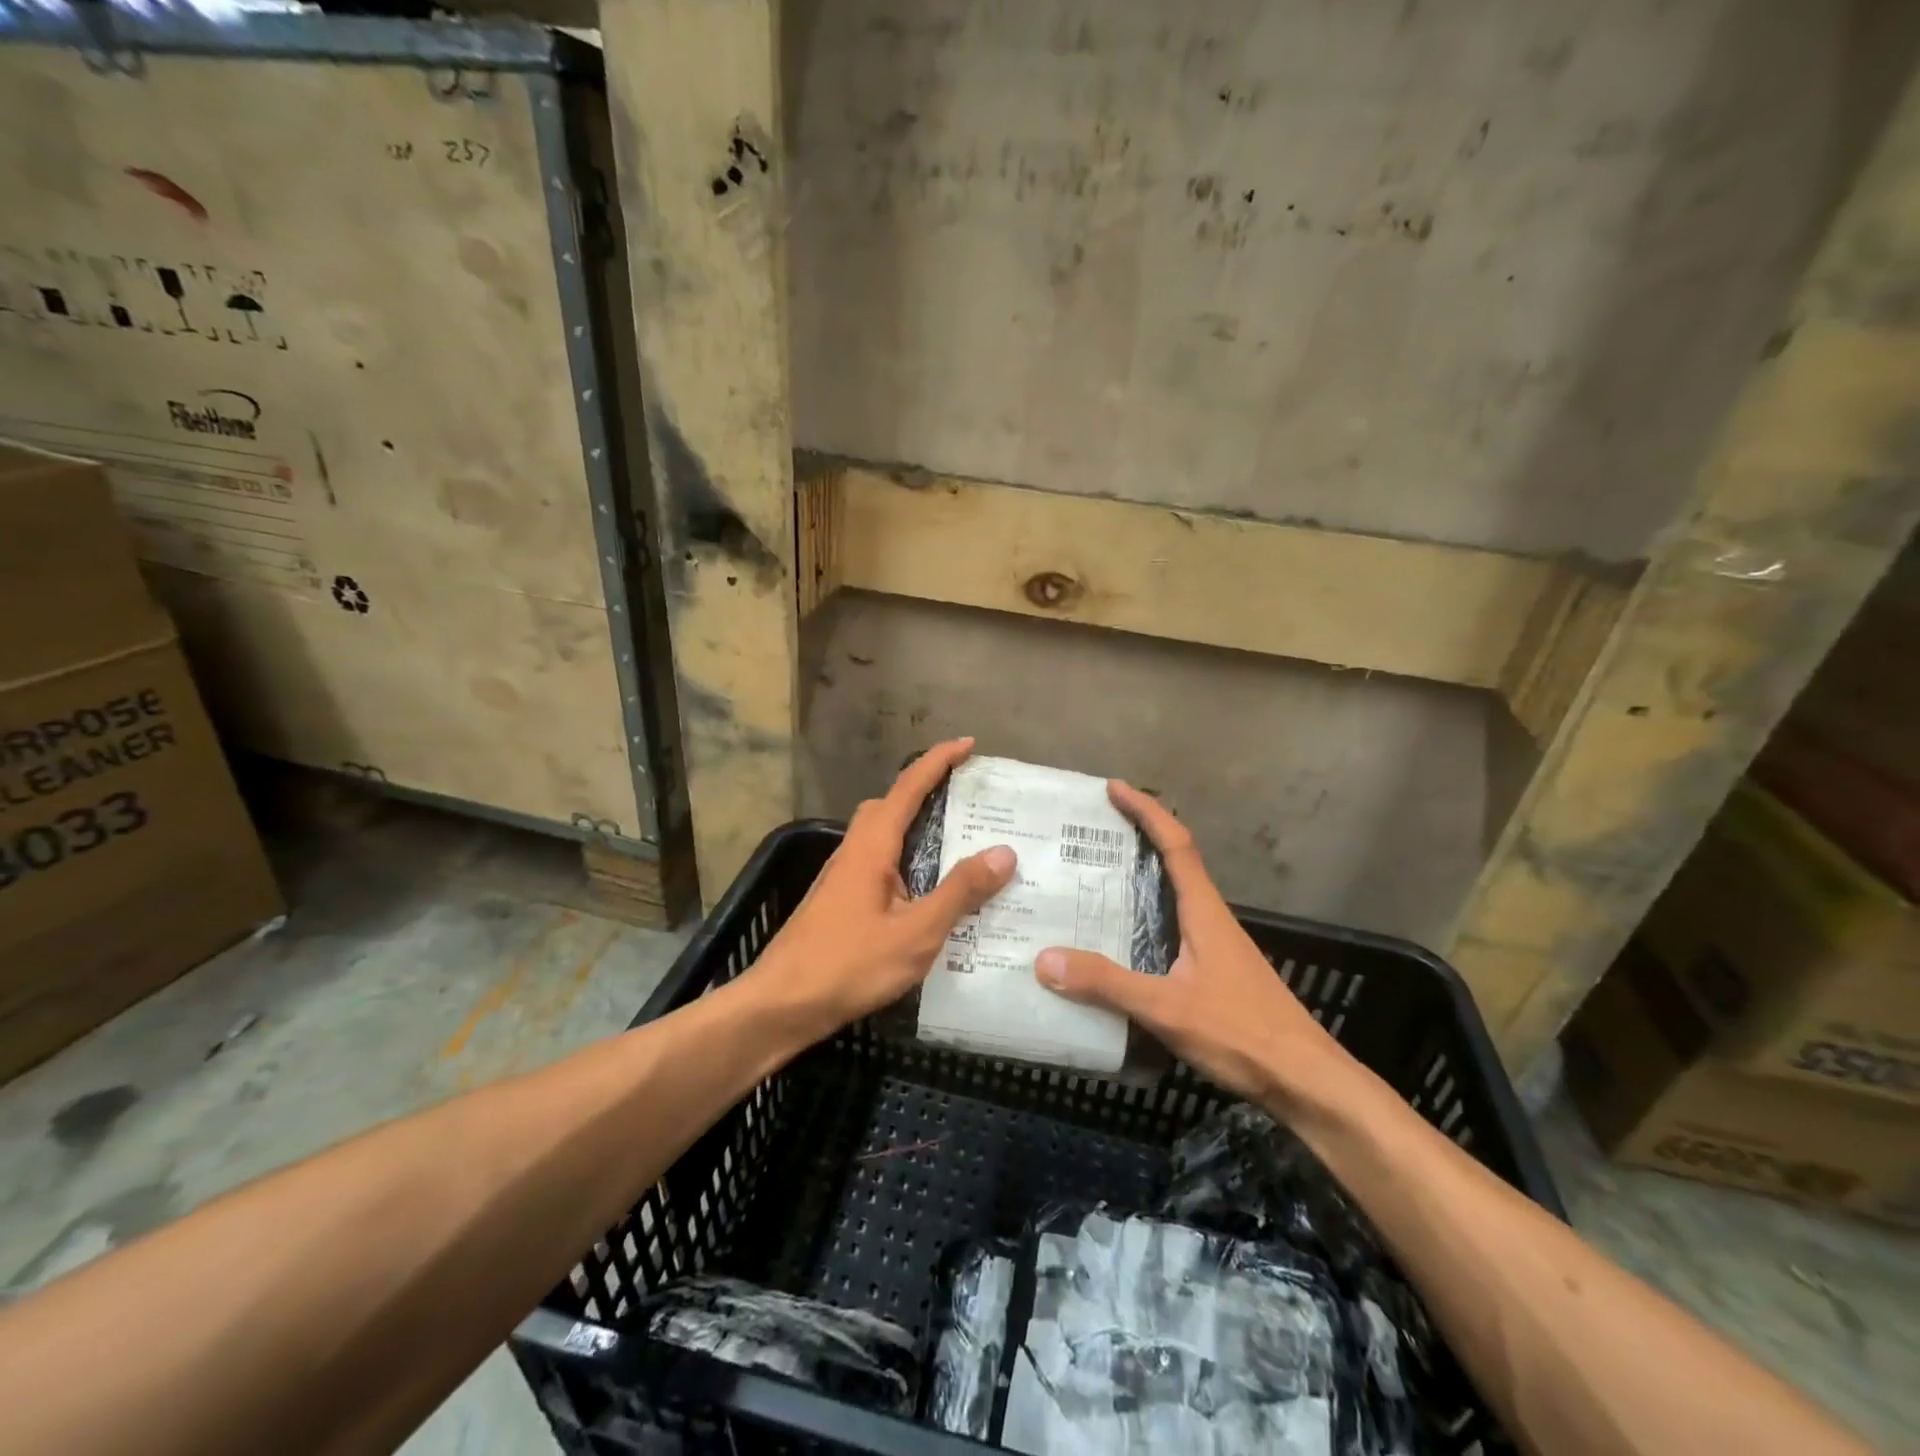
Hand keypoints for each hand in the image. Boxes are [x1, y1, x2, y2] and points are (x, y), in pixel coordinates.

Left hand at [749, 737, 1016, 1040]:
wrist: (780, 1006)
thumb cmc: (848, 965)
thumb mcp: (917, 932)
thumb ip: (960, 892)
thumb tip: (1003, 852)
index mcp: (872, 846)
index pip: (908, 787)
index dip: (938, 761)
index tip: (969, 745)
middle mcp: (855, 851)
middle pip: (891, 805)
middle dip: (927, 791)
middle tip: (968, 800)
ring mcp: (843, 877)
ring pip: (883, 836)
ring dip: (916, 827)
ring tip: (959, 844)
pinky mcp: (840, 902)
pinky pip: (880, 863)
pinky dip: (907, 860)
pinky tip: (929, 893)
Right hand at [1034, 782, 1351, 1111]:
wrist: (1306, 1081)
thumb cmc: (1243, 1033)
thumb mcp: (1167, 1008)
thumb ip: (1108, 984)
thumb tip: (1044, 959)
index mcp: (1204, 911)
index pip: (1176, 844)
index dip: (1147, 811)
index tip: (1115, 788)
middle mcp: (1210, 919)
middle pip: (1174, 862)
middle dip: (1136, 838)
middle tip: (1089, 833)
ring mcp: (1215, 946)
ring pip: (1172, 897)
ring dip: (1139, 879)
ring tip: (1090, 880)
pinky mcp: (1214, 972)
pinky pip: (1171, 927)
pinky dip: (1143, 918)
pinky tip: (1118, 942)